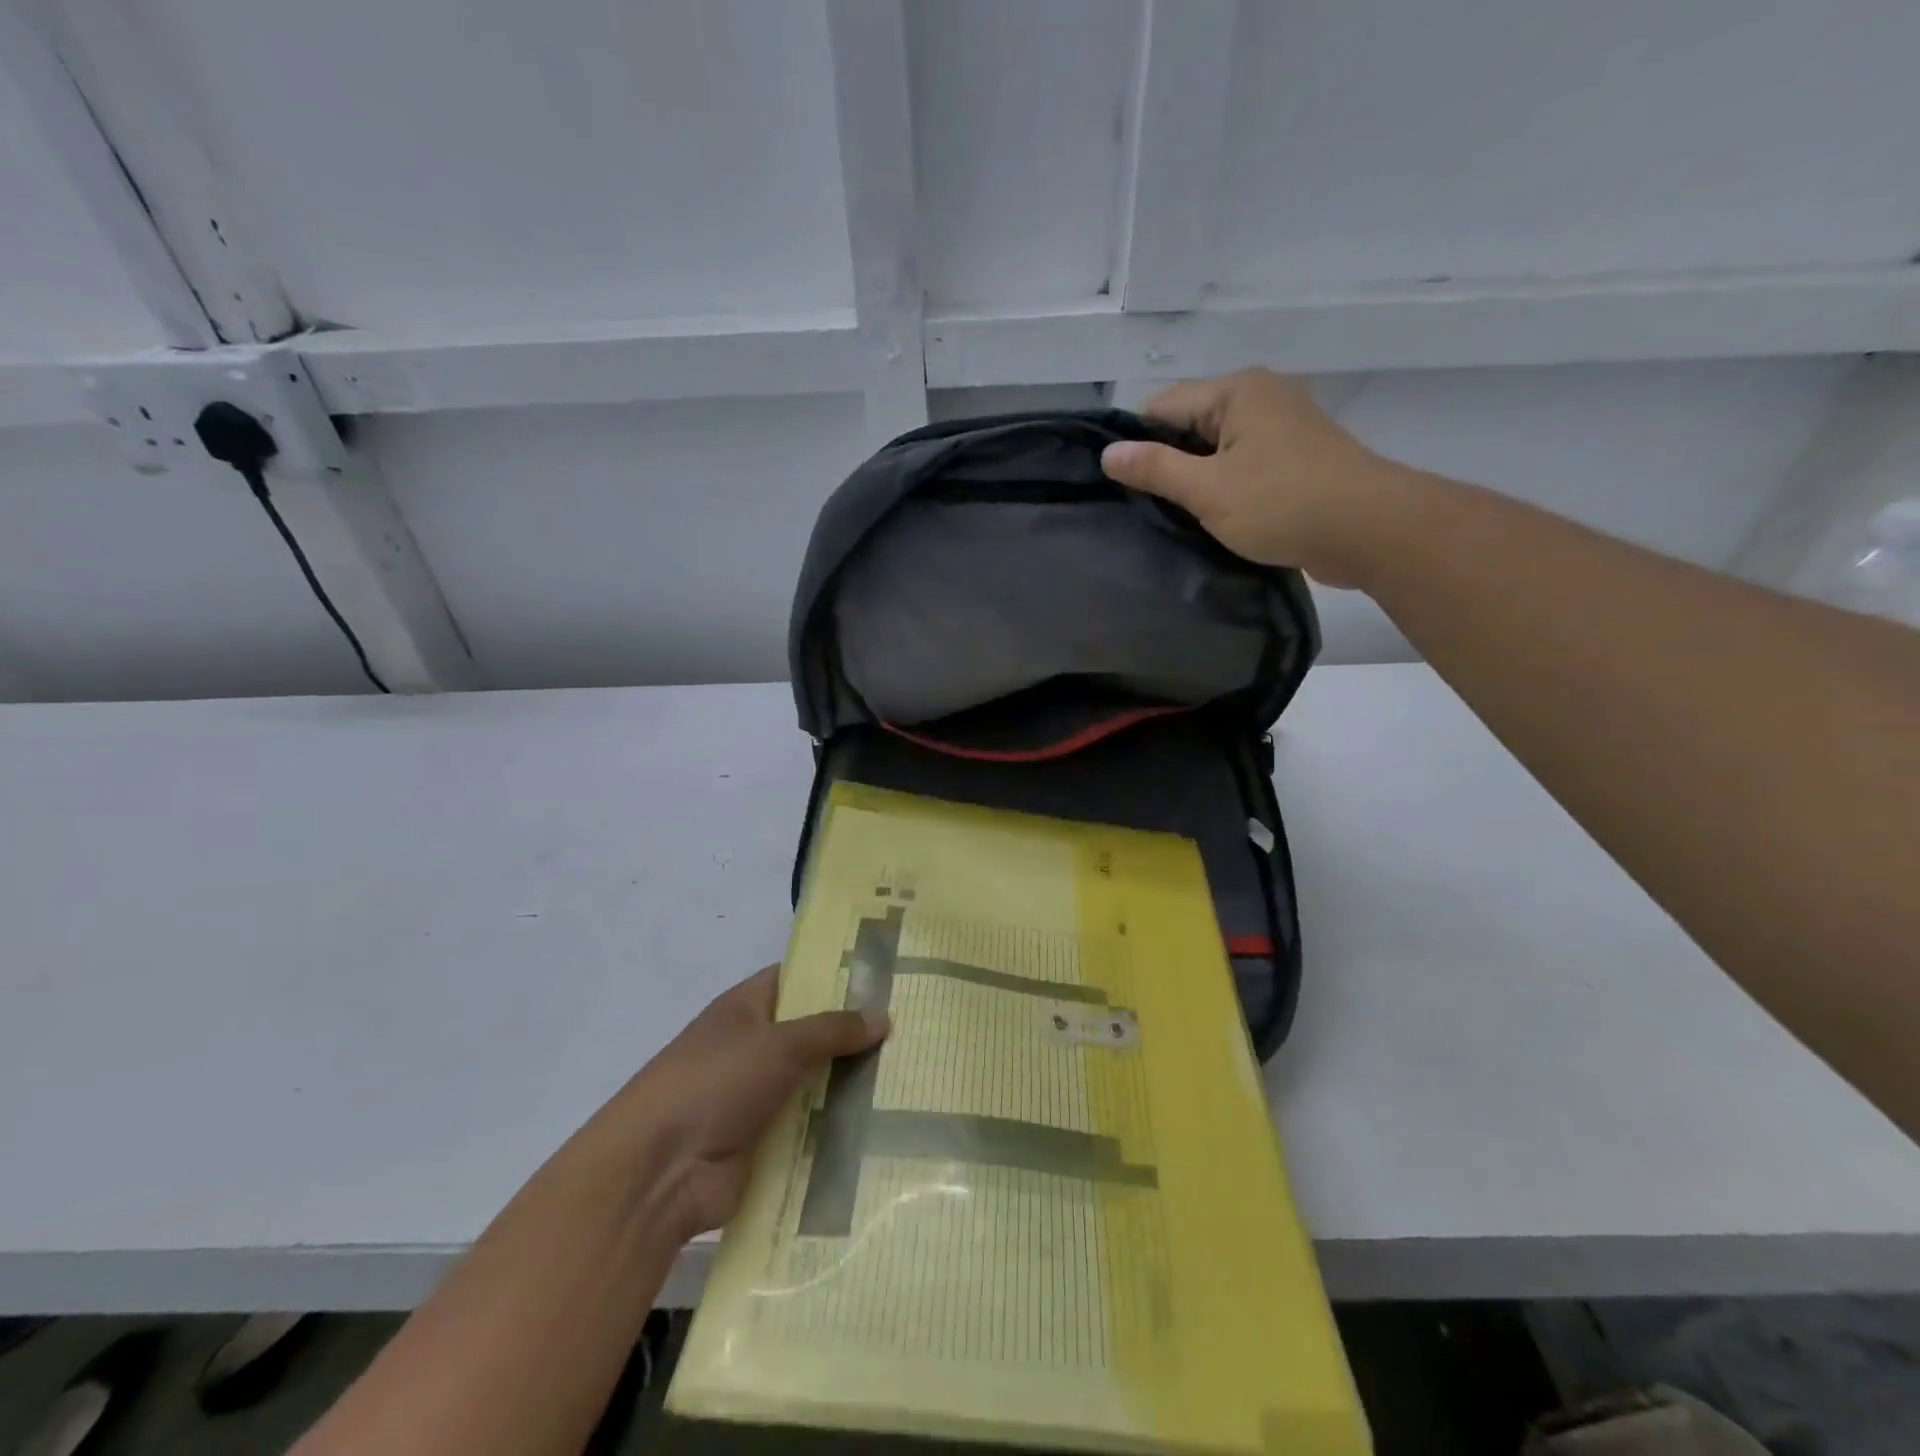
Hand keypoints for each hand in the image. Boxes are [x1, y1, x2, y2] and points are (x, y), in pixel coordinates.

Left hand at [593, 967, 887, 1239]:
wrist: (660, 1173)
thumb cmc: (715, 1083)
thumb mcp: (779, 1043)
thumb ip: (833, 1029)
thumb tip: (883, 1017)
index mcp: (746, 1008)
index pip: (797, 979)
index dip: (836, 974)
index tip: (885, 976)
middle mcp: (753, 1047)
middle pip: (812, 1032)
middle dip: (855, 1032)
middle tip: (913, 1027)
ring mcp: (759, 1096)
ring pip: (816, 1081)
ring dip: (853, 1082)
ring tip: (911, 1074)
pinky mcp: (766, 1141)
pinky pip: (811, 1126)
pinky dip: (840, 1126)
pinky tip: (888, 1123)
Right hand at [1100, 368, 1415, 587]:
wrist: (1370, 530)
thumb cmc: (1282, 503)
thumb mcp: (1207, 489)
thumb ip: (1155, 469)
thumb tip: (1108, 453)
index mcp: (1237, 391)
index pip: (1163, 407)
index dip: (1138, 444)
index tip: (1123, 485)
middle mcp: (1261, 397)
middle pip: (1191, 425)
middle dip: (1168, 463)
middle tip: (1147, 508)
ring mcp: (1283, 427)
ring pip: (1218, 449)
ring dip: (1197, 480)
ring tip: (1177, 517)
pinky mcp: (1297, 459)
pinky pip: (1244, 465)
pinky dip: (1226, 487)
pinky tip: (1215, 517)